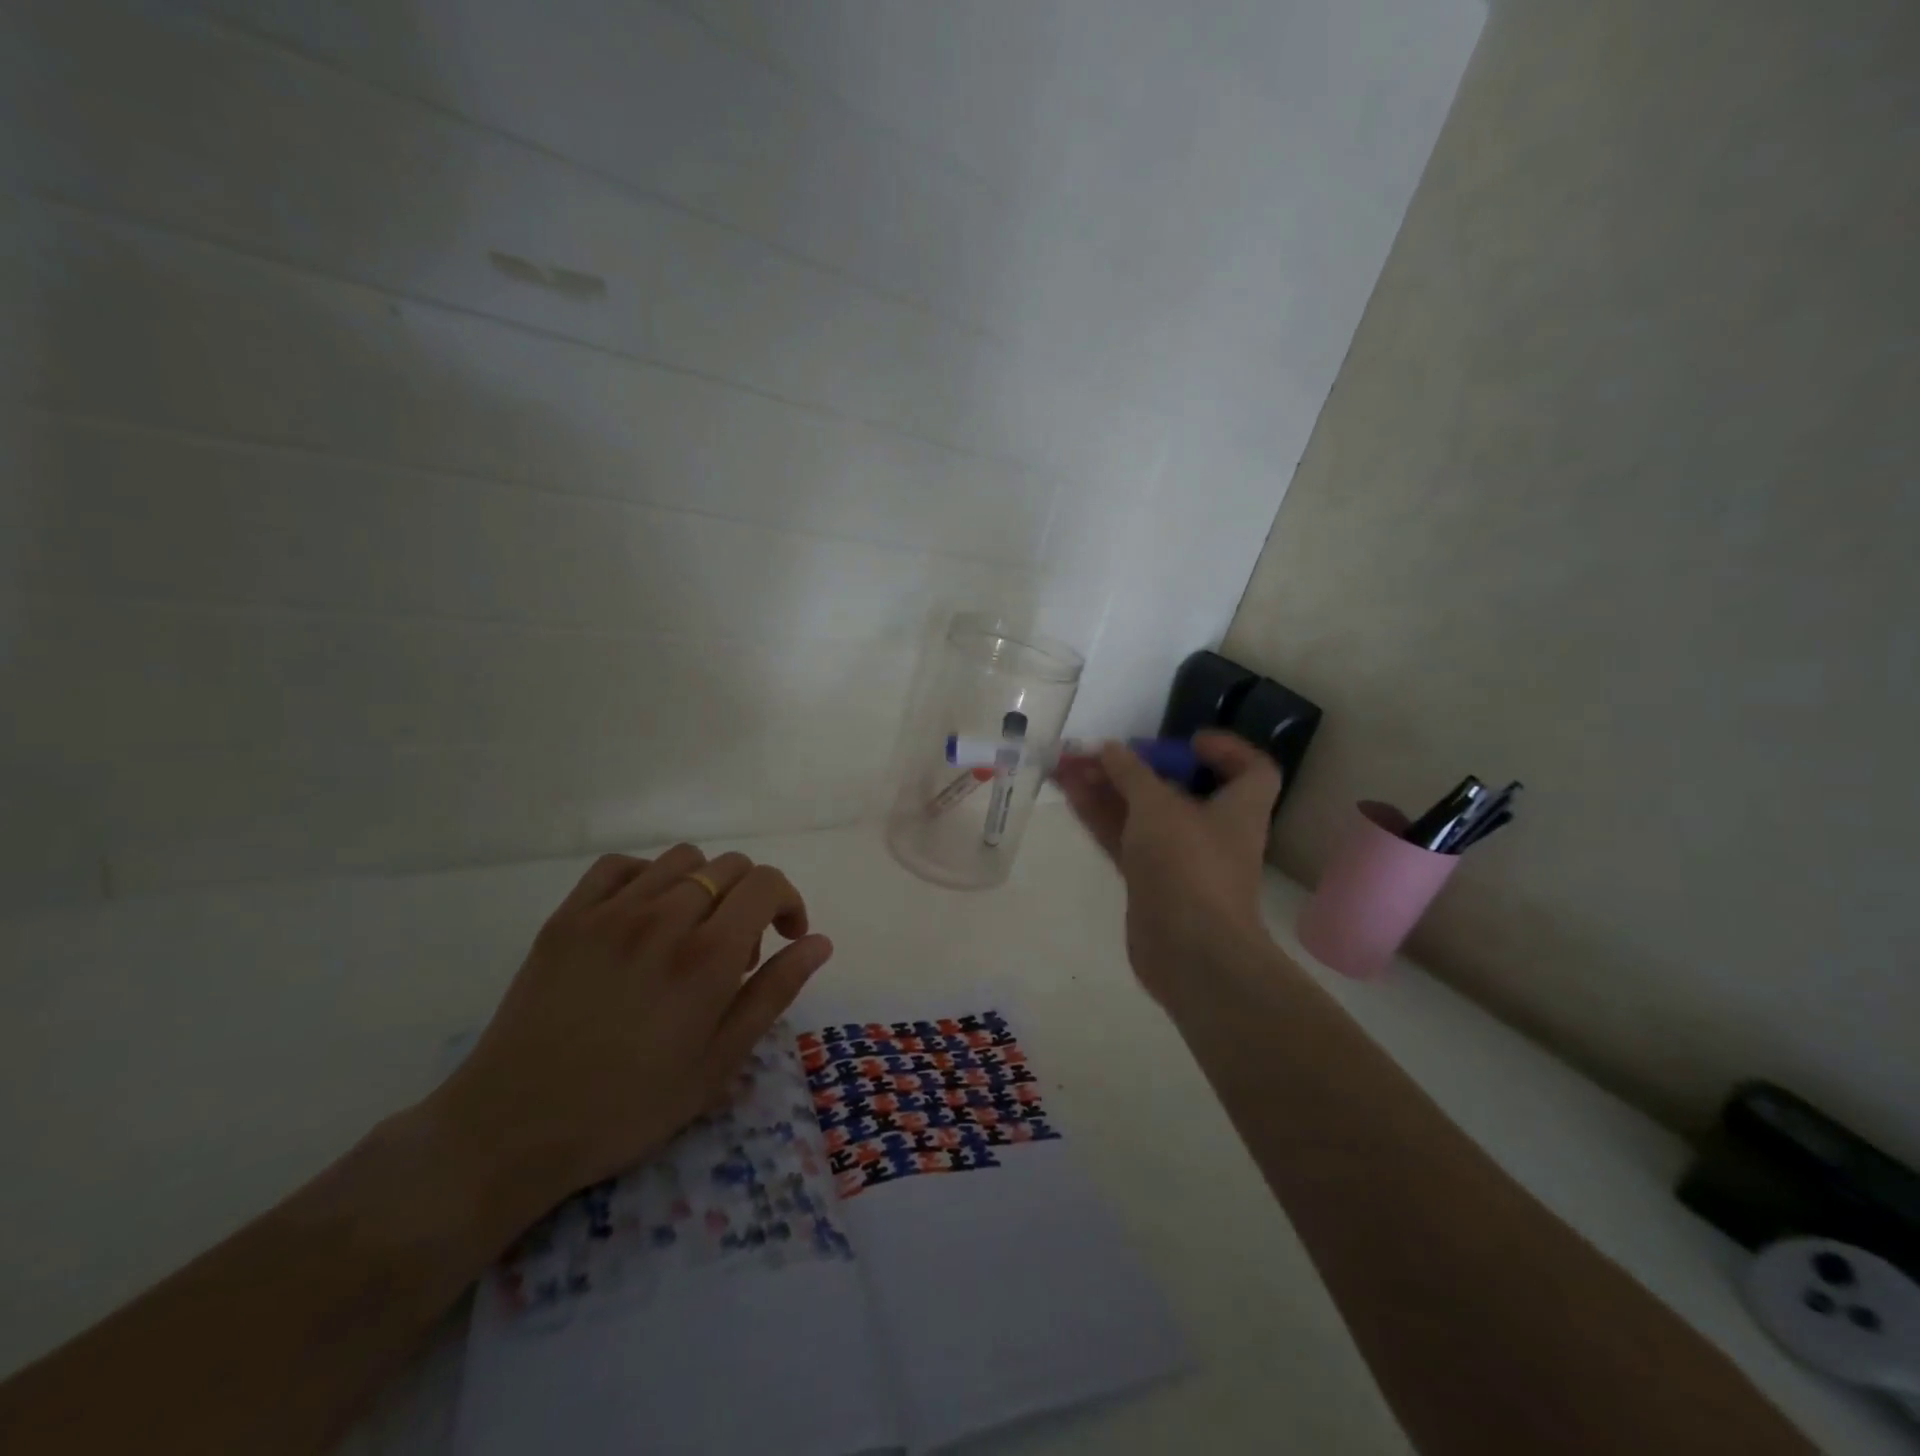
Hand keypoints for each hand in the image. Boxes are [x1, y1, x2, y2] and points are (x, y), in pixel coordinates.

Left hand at [422, 845, 833, 1221]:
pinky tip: (643, 915)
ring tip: (691, 932)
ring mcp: (610, 912)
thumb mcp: (720, 1062)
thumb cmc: (630, 1106)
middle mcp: (664, 918)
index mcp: (708, 956)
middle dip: (751, 896)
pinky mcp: (568, 917)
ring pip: (681, 859)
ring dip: (704, 885)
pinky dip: (647, 877)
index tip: (787, 937)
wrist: (514, 1127)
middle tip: (736, 952)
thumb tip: (819, 942)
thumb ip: (774, 992)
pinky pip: (621, 865)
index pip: (766, 884)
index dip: (789, 901)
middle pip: (729, 866)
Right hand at [1055, 731, 1279, 1003]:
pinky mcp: (1150, 882)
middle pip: (1176, 788)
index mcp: (1239, 808)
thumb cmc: (1189, 865)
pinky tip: (1070, 794)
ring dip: (1107, 789)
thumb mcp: (1158, 806)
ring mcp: (1179, 859)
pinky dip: (1100, 816)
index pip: (1252, 769)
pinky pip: (1124, 838)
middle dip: (1135, 768)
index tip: (1187, 741)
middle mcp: (1213, 831)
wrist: (1190, 952)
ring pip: (1141, 813)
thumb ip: (1131, 773)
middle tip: (1095, 751)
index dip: (1226, 750)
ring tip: (1066, 765)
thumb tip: (1111, 749)